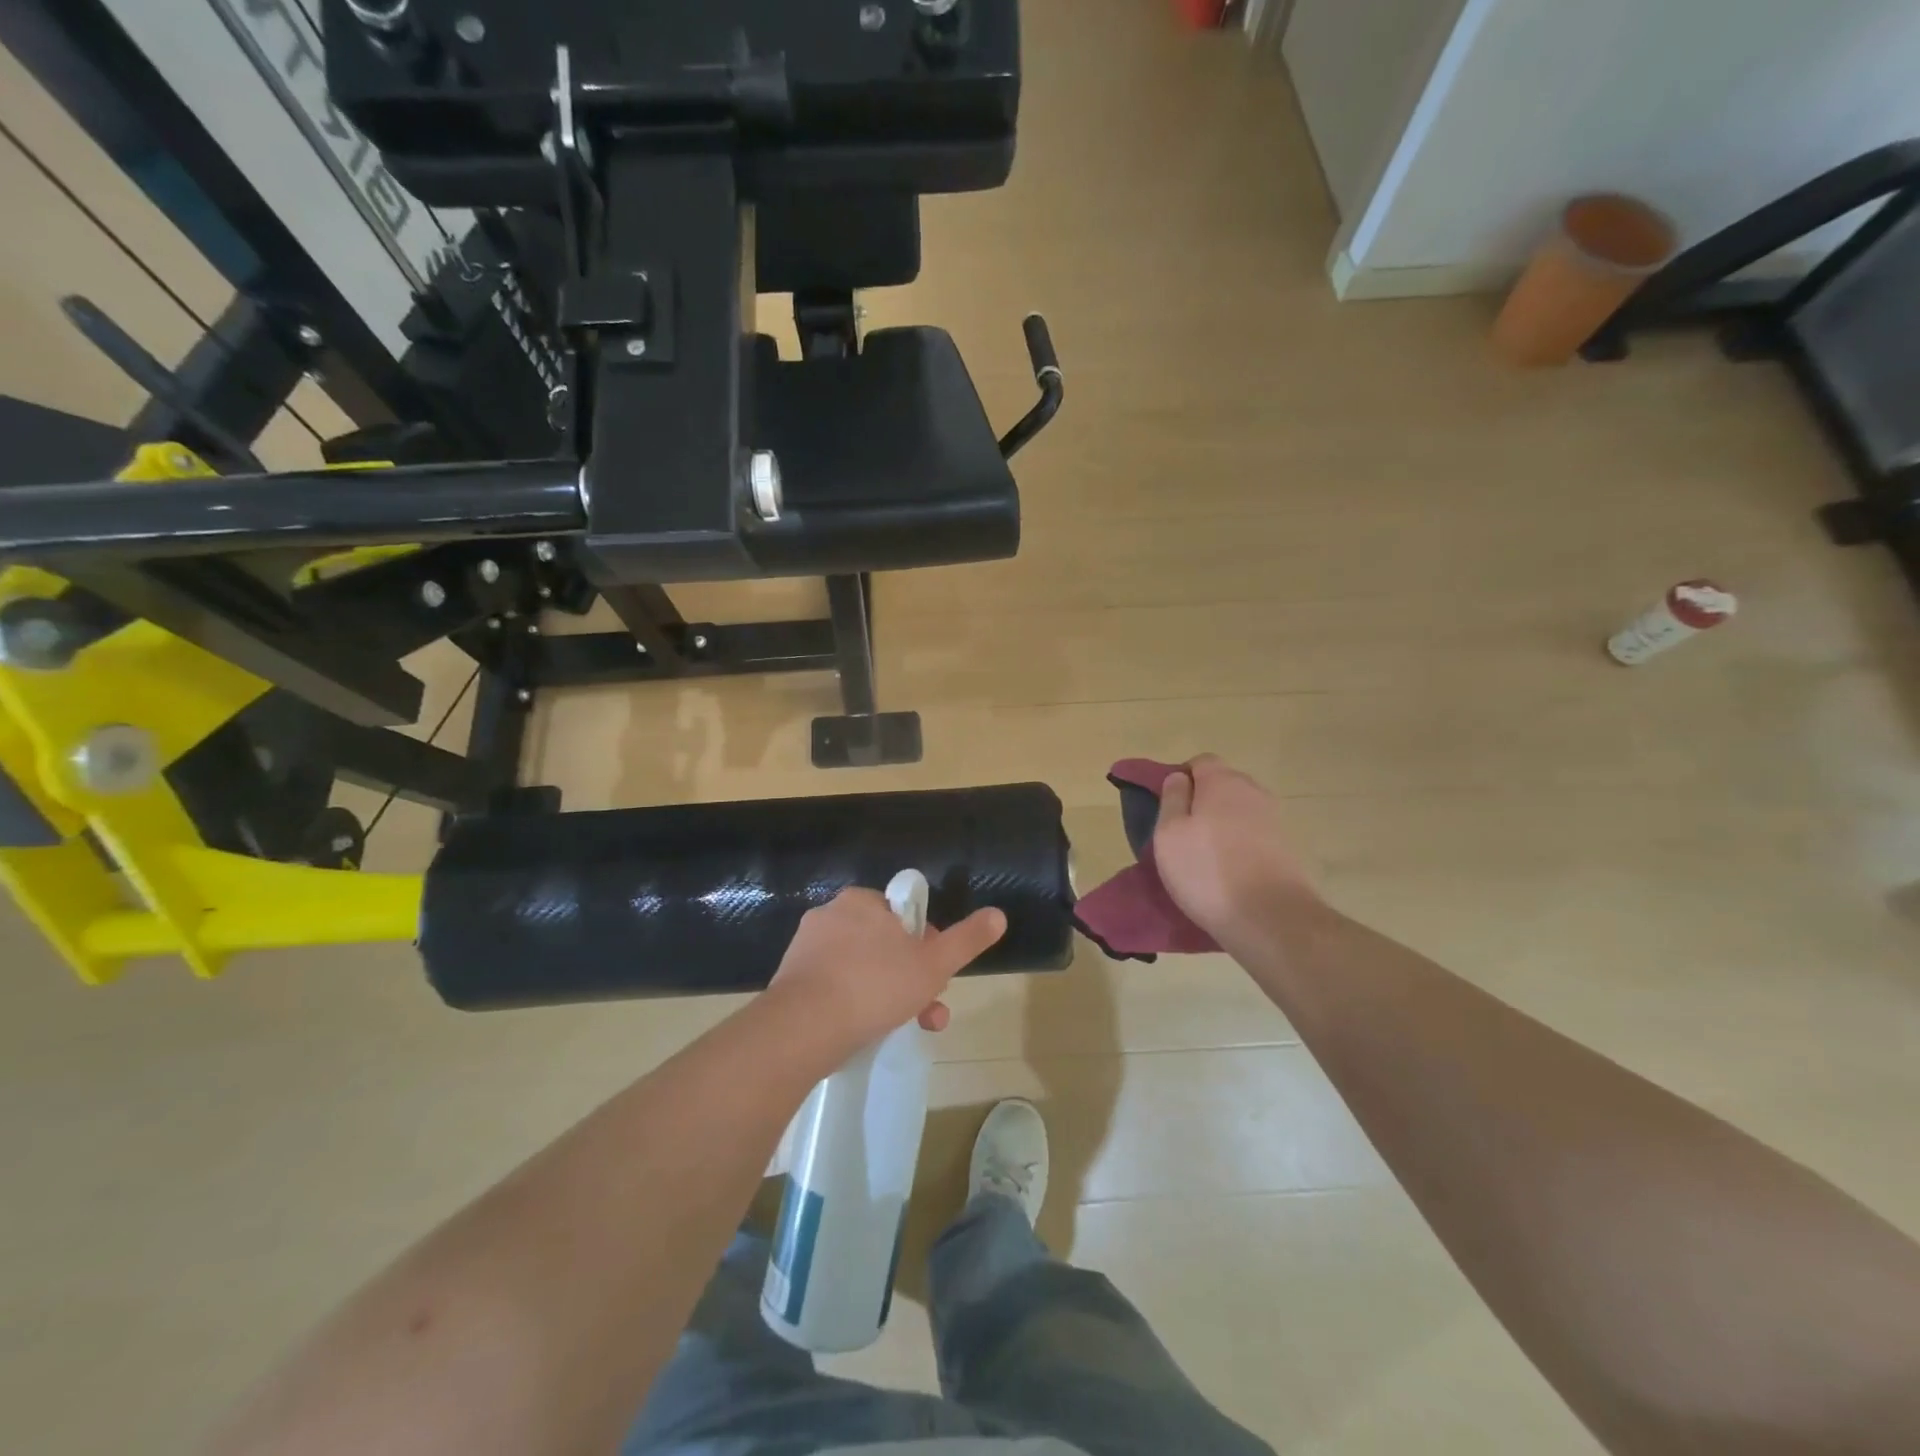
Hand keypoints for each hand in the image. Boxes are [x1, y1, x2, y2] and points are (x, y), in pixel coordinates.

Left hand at [766, 889, 1006, 1063]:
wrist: (803, 1027)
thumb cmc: (875, 985)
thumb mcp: (933, 963)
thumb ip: (966, 939)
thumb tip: (999, 914)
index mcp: (862, 901)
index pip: (903, 916)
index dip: (925, 945)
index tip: (934, 976)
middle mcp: (831, 915)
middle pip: (883, 945)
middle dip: (911, 978)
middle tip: (926, 1011)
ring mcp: (806, 948)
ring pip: (860, 969)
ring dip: (887, 995)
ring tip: (903, 1029)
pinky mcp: (790, 980)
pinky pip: (833, 986)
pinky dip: (853, 1004)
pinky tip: (864, 1031)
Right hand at [1153, 755, 1320, 942]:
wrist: (1270, 919)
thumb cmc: (1207, 871)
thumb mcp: (1169, 834)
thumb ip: (1171, 799)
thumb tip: (1179, 778)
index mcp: (1222, 782)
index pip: (1200, 761)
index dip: (1182, 778)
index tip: (1169, 805)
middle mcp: (1254, 792)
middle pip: (1223, 784)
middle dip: (1203, 800)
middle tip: (1184, 832)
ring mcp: (1275, 819)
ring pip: (1240, 810)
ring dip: (1223, 824)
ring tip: (1205, 855)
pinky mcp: (1287, 847)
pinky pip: (1255, 834)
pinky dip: (1240, 844)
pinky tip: (1230, 870)